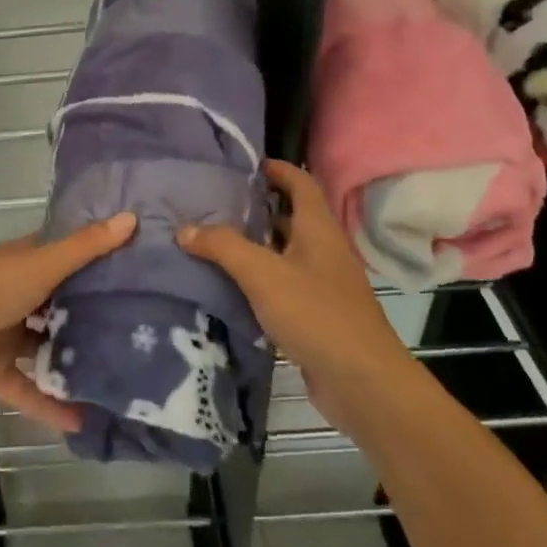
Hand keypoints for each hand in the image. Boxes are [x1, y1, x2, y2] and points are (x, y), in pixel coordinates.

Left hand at [0, 212, 136, 433]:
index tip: (140, 264)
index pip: (68, 254)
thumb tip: (131, 217)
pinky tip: (86, 420)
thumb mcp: (38, 266)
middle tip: (145, 325)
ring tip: (124, 372)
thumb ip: (84, 248)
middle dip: (95, 312)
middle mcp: (18, 293)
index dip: (99, 256)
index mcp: (25, 261)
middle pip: (62, 301)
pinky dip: (52, 404)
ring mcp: (5, 333)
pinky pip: (29, 389)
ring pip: (47, 345)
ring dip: (75, 358)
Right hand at [179, 160, 411, 433]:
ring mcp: (324, 283)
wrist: (361, 381)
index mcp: (318, 228)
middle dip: (259, 207)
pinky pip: (286, 284)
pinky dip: (263, 279)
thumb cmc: (315, 313)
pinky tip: (234, 287)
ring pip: (287, 252)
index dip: (278, 169)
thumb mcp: (262, 274)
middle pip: (292, 216)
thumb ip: (223, 246)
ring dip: (258, 245)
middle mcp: (324, 249)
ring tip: (217, 241)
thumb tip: (185, 229)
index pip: (300, 182)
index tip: (247, 165)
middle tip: (219, 204)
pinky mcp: (319, 314)